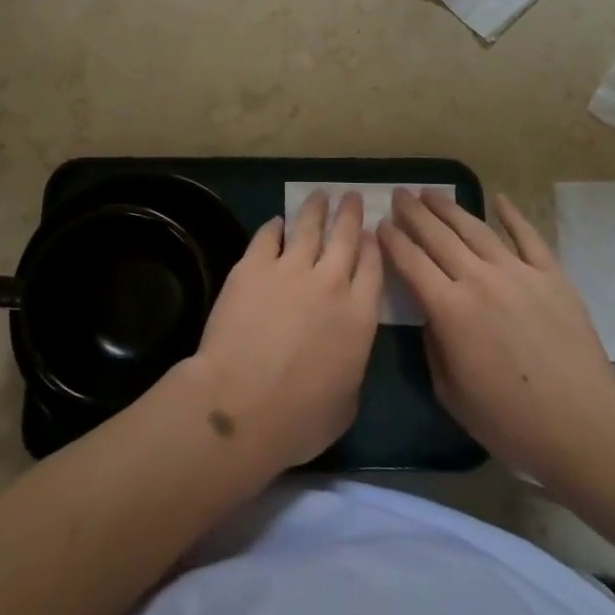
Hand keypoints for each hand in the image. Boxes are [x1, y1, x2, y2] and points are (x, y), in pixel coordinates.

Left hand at [181, 191, 382, 473]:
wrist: (241, 405)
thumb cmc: (300, 419)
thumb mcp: (346, 404)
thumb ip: (351, 368)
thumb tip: (343, 355)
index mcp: (359, 316)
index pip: (373, 267)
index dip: (373, 246)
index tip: (371, 232)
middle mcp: (330, 282)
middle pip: (345, 237)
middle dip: (349, 214)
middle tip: (350, 196)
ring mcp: (290, 269)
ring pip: (308, 228)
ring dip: (315, 209)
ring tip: (320, 195)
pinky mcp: (253, 267)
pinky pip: (267, 237)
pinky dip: (274, 227)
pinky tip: (276, 222)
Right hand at [380, 188, 614, 487]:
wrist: (582, 425)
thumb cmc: (510, 421)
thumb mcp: (451, 392)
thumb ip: (434, 346)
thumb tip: (433, 314)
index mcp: (449, 309)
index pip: (411, 262)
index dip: (393, 240)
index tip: (380, 223)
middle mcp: (479, 280)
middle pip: (438, 236)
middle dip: (414, 213)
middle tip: (400, 194)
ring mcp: (518, 273)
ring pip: (476, 229)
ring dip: (450, 208)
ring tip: (432, 192)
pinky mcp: (551, 276)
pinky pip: (528, 237)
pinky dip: (512, 215)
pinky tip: (499, 199)